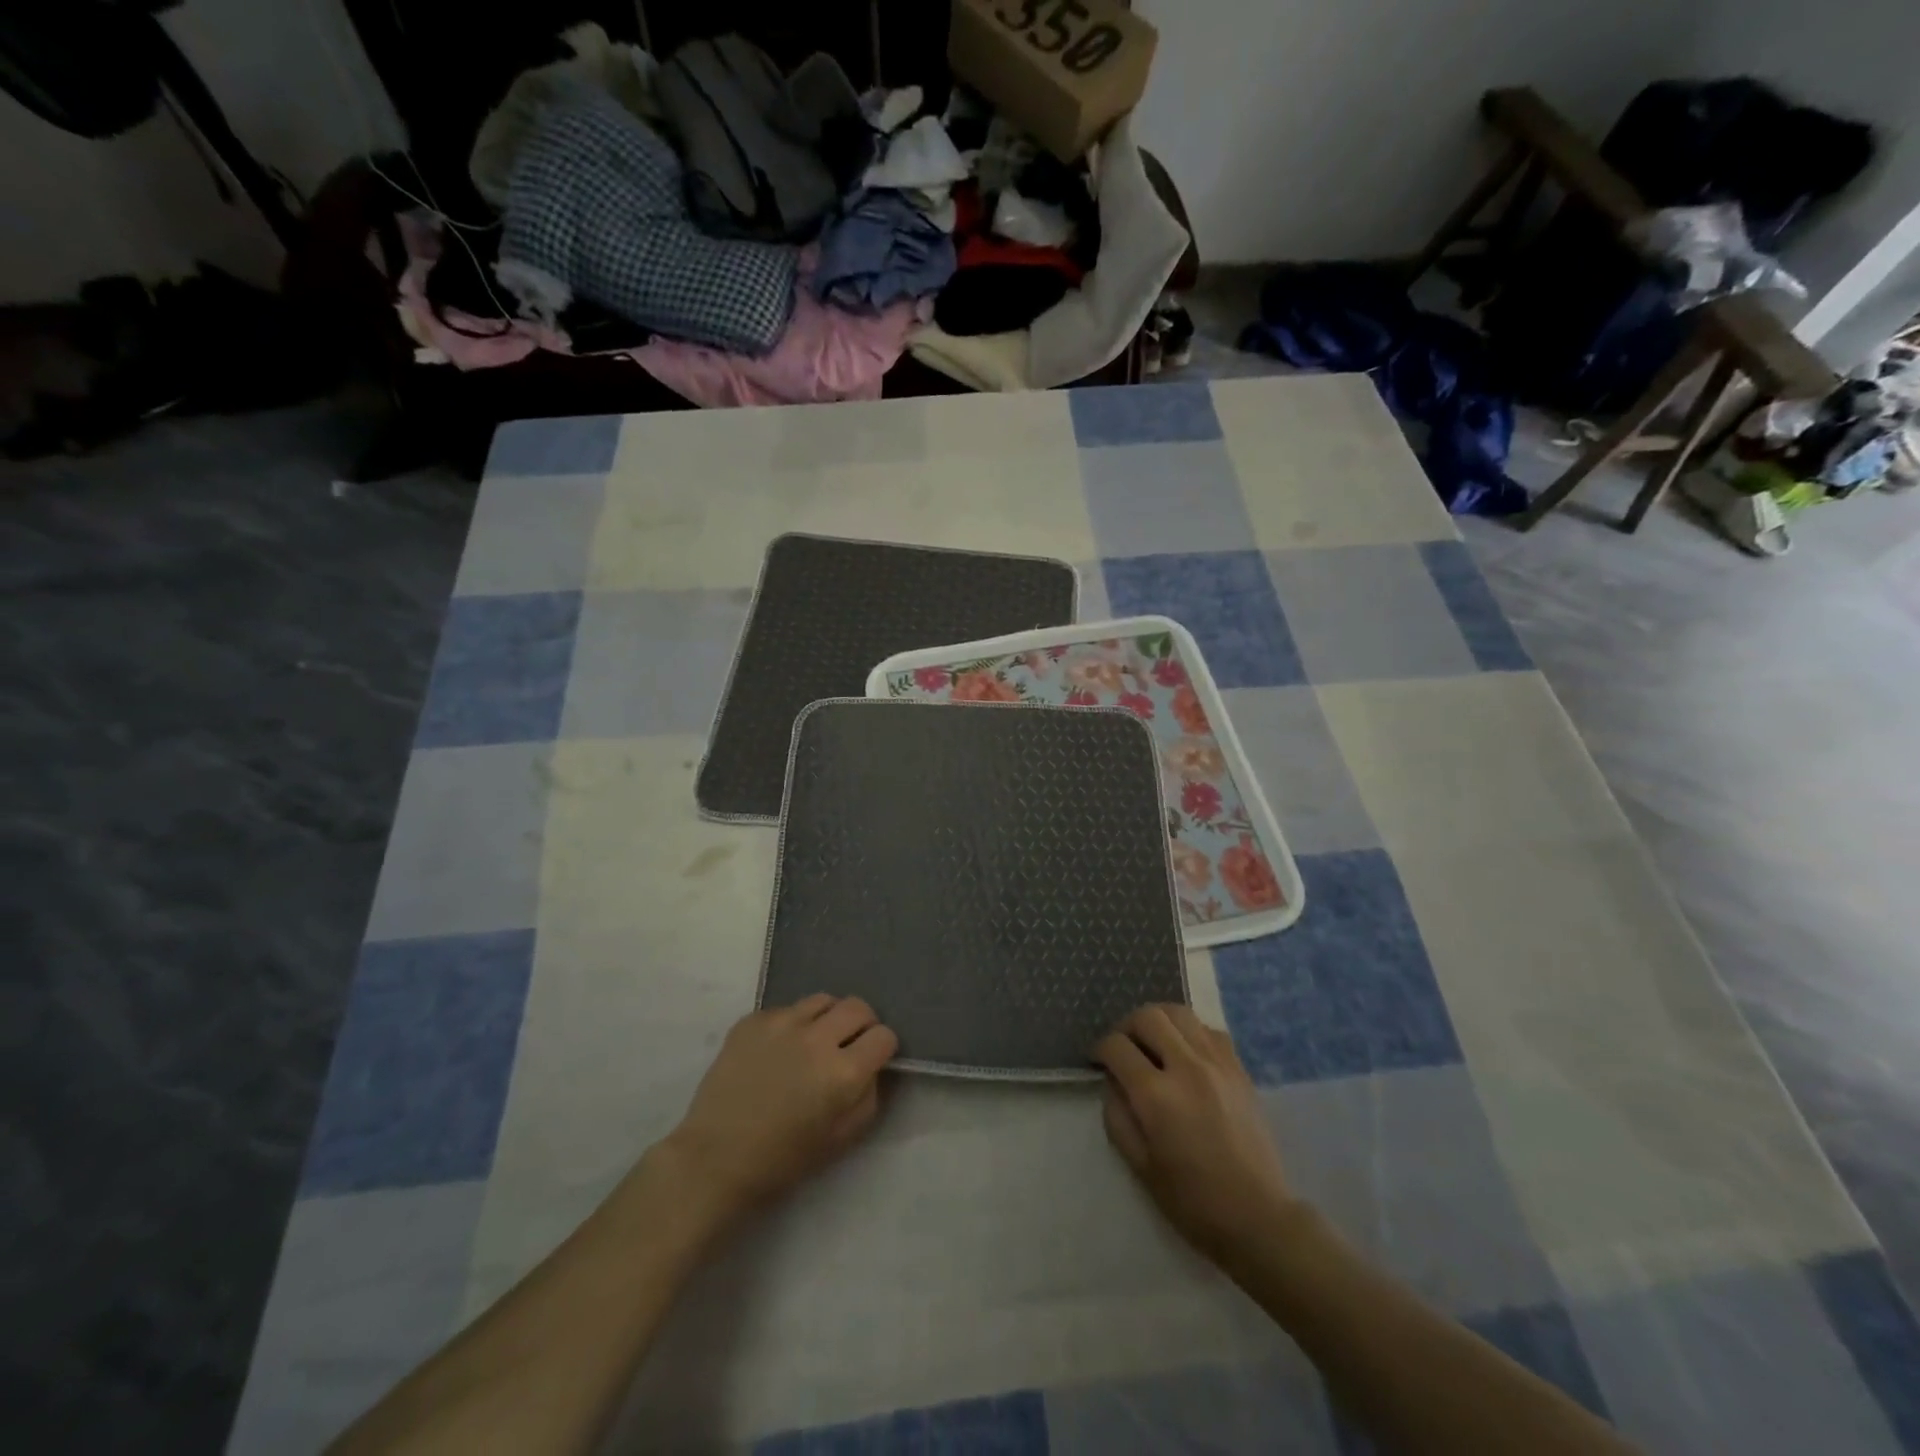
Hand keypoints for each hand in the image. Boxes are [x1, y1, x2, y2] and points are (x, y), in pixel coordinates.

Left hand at [659, 995, 898, 1230]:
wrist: (715, 1159)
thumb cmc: (782, 1160)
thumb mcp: (842, 1139)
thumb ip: (869, 1096)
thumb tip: (873, 1067)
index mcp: (843, 1073)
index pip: (884, 1036)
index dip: (882, 1048)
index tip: (872, 1060)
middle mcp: (816, 1039)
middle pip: (857, 1007)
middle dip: (862, 1024)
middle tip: (848, 1044)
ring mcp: (782, 1023)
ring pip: (822, 1000)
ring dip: (827, 1018)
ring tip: (813, 1042)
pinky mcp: (753, 1020)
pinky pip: (786, 1009)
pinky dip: (792, 1025)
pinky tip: (778, 1051)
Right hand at [1094, 1005, 1297, 1265]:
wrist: (1258, 1217)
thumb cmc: (1193, 1201)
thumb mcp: (1140, 1166)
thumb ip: (1117, 1115)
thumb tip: (1112, 1081)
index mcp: (1157, 1096)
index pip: (1117, 1046)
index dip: (1100, 1049)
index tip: (1098, 1061)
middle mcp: (1186, 1068)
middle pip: (1148, 1016)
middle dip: (1126, 1027)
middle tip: (1123, 1049)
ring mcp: (1217, 1064)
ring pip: (1179, 1013)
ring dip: (1158, 1021)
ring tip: (1153, 1043)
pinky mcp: (1239, 1068)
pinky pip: (1208, 1029)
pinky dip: (1190, 1031)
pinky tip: (1186, 1053)